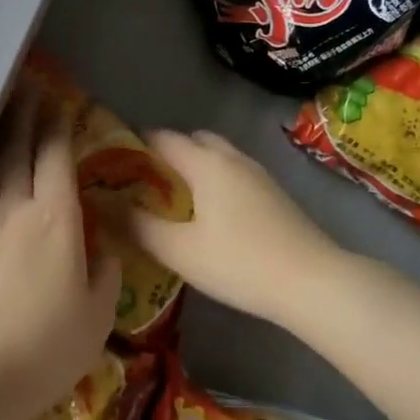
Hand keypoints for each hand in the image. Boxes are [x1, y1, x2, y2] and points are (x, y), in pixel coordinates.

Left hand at [0, 82, 120, 419]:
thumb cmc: (43, 348)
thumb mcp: (93, 320)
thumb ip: (103, 279)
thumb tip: (105, 253)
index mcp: (56, 221)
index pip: (56, 160)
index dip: (57, 128)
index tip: (56, 102)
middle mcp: (14, 213)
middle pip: (17, 153)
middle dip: (24, 118)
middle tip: (25, 88)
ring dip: (0, 144)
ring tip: (4, 123)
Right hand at [117, 130, 347, 327]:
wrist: (313, 281)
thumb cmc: (240, 262)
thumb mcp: (180, 250)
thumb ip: (139, 227)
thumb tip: (106, 207)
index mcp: (205, 162)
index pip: (161, 138)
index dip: (135, 144)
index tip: (113, 161)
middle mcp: (231, 157)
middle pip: (192, 140)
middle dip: (166, 154)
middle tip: (145, 183)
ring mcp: (257, 173)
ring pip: (216, 156)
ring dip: (193, 167)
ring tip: (174, 200)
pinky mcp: (274, 193)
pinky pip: (233, 172)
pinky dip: (214, 180)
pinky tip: (210, 214)